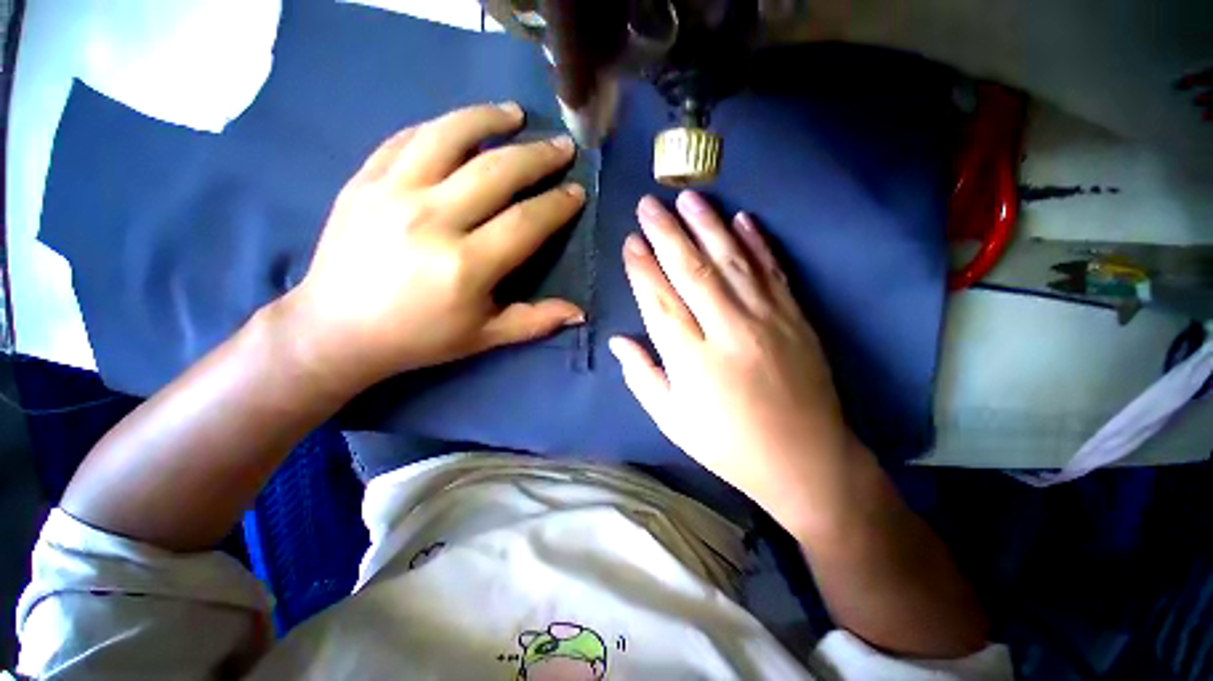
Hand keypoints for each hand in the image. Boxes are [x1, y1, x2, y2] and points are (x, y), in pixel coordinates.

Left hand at [280, 103, 586, 389]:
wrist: (337, 330)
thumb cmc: (420, 338)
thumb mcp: (484, 337)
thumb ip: (536, 321)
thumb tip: (581, 313)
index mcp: (465, 266)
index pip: (526, 222)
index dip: (558, 204)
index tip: (577, 191)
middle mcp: (431, 220)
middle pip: (496, 171)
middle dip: (538, 156)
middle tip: (562, 147)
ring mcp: (392, 193)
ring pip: (448, 137)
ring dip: (488, 120)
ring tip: (515, 114)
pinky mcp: (363, 181)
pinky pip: (406, 139)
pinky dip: (440, 127)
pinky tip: (461, 127)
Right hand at [611, 192, 864, 537]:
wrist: (806, 460)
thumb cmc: (729, 445)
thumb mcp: (673, 420)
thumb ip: (642, 377)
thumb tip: (618, 340)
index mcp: (691, 359)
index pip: (659, 300)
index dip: (642, 268)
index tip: (630, 242)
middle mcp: (727, 330)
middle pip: (690, 270)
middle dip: (666, 234)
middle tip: (648, 205)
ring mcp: (766, 319)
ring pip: (730, 260)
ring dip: (708, 225)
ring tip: (688, 197)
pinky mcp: (796, 317)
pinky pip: (772, 270)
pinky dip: (757, 242)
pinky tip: (742, 219)